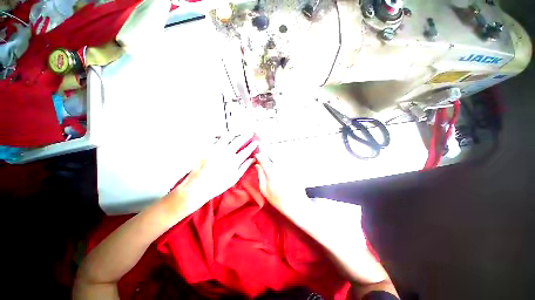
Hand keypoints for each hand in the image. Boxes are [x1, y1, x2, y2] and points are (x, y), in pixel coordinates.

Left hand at [167, 132, 258, 216]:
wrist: (198, 187)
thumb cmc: (218, 185)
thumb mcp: (234, 178)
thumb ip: (244, 167)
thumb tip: (253, 159)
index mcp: (234, 161)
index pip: (247, 150)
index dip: (253, 145)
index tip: (257, 142)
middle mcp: (226, 153)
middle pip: (239, 140)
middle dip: (246, 135)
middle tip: (251, 132)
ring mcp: (215, 149)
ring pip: (227, 136)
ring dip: (235, 132)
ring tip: (238, 131)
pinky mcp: (206, 148)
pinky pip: (214, 137)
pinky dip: (220, 134)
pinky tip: (223, 134)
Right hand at [254, 150, 307, 212]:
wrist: (296, 203)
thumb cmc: (278, 199)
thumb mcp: (264, 189)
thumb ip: (260, 175)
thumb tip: (257, 165)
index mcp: (271, 170)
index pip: (263, 157)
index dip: (258, 156)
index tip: (256, 158)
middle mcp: (281, 165)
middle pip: (271, 153)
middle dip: (266, 156)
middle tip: (264, 162)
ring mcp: (289, 165)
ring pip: (279, 156)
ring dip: (273, 157)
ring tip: (271, 164)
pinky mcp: (294, 167)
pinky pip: (285, 160)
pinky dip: (281, 162)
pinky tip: (280, 169)